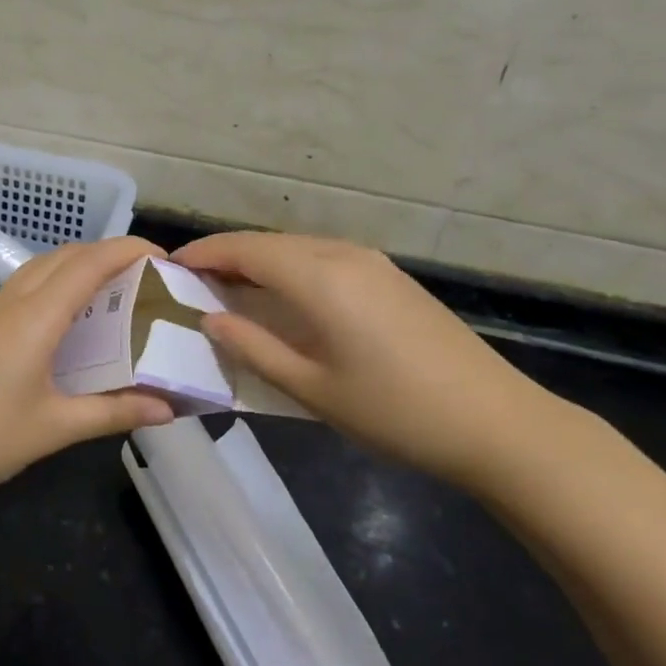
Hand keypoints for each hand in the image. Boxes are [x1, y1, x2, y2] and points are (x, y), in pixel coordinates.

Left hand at [0, 236, 175, 504]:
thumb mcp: (53, 428)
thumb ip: (113, 412)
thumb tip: (168, 408)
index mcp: (35, 317)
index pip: (90, 262)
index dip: (130, 250)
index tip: (167, 260)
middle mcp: (13, 301)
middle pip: (67, 254)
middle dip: (111, 253)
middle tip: (148, 279)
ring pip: (44, 266)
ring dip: (82, 266)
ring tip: (117, 295)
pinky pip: (28, 286)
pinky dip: (59, 285)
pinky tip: (73, 322)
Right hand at [173, 231, 554, 489]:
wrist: (496, 422)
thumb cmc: (395, 411)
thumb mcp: (312, 388)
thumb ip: (254, 348)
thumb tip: (210, 319)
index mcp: (319, 278)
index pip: (245, 250)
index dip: (204, 254)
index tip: (169, 266)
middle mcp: (343, 255)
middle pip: (269, 243)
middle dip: (227, 256)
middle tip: (192, 282)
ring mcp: (372, 262)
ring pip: (297, 247)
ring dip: (259, 261)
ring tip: (230, 290)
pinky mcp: (390, 277)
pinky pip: (323, 258)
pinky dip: (290, 268)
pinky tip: (284, 297)